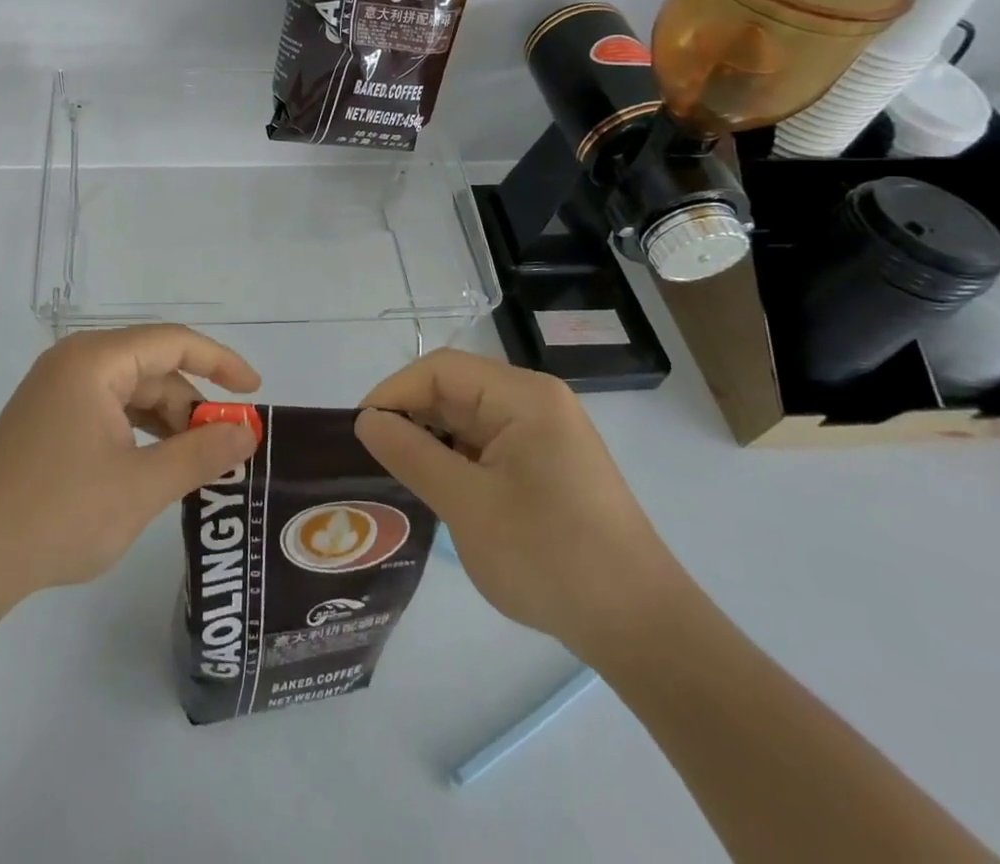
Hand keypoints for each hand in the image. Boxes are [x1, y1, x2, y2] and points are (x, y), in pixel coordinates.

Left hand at [0, 326, 261, 609]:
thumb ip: (201, 453)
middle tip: (224, 449)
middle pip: (152, 369)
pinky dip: (137, 434)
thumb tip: (248, 431)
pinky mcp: (45, 422)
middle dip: (192, 406)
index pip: (173, 342)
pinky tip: (151, 469)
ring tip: (193, 466)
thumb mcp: (141, 486)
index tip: (255, 391)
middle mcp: (73, 364)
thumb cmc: (57, 514)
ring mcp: (54, 393)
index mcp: (94, 361)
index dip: (220, 362)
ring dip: (166, 423)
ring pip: (130, 393)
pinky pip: (106, 413)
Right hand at [354, 349, 686, 658]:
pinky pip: (487, 445)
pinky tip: (436, 489)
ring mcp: (545, 434)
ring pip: (468, 419)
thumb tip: (365, 420)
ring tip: (396, 474)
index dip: (394, 392)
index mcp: (524, 396)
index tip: (359, 431)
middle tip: (370, 457)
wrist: (641, 629)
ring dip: (431, 441)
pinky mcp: (547, 465)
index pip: (441, 370)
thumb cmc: (551, 557)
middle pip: (455, 390)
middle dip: (411, 417)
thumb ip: (412, 454)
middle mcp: (536, 403)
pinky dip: (456, 460)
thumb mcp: (468, 505)